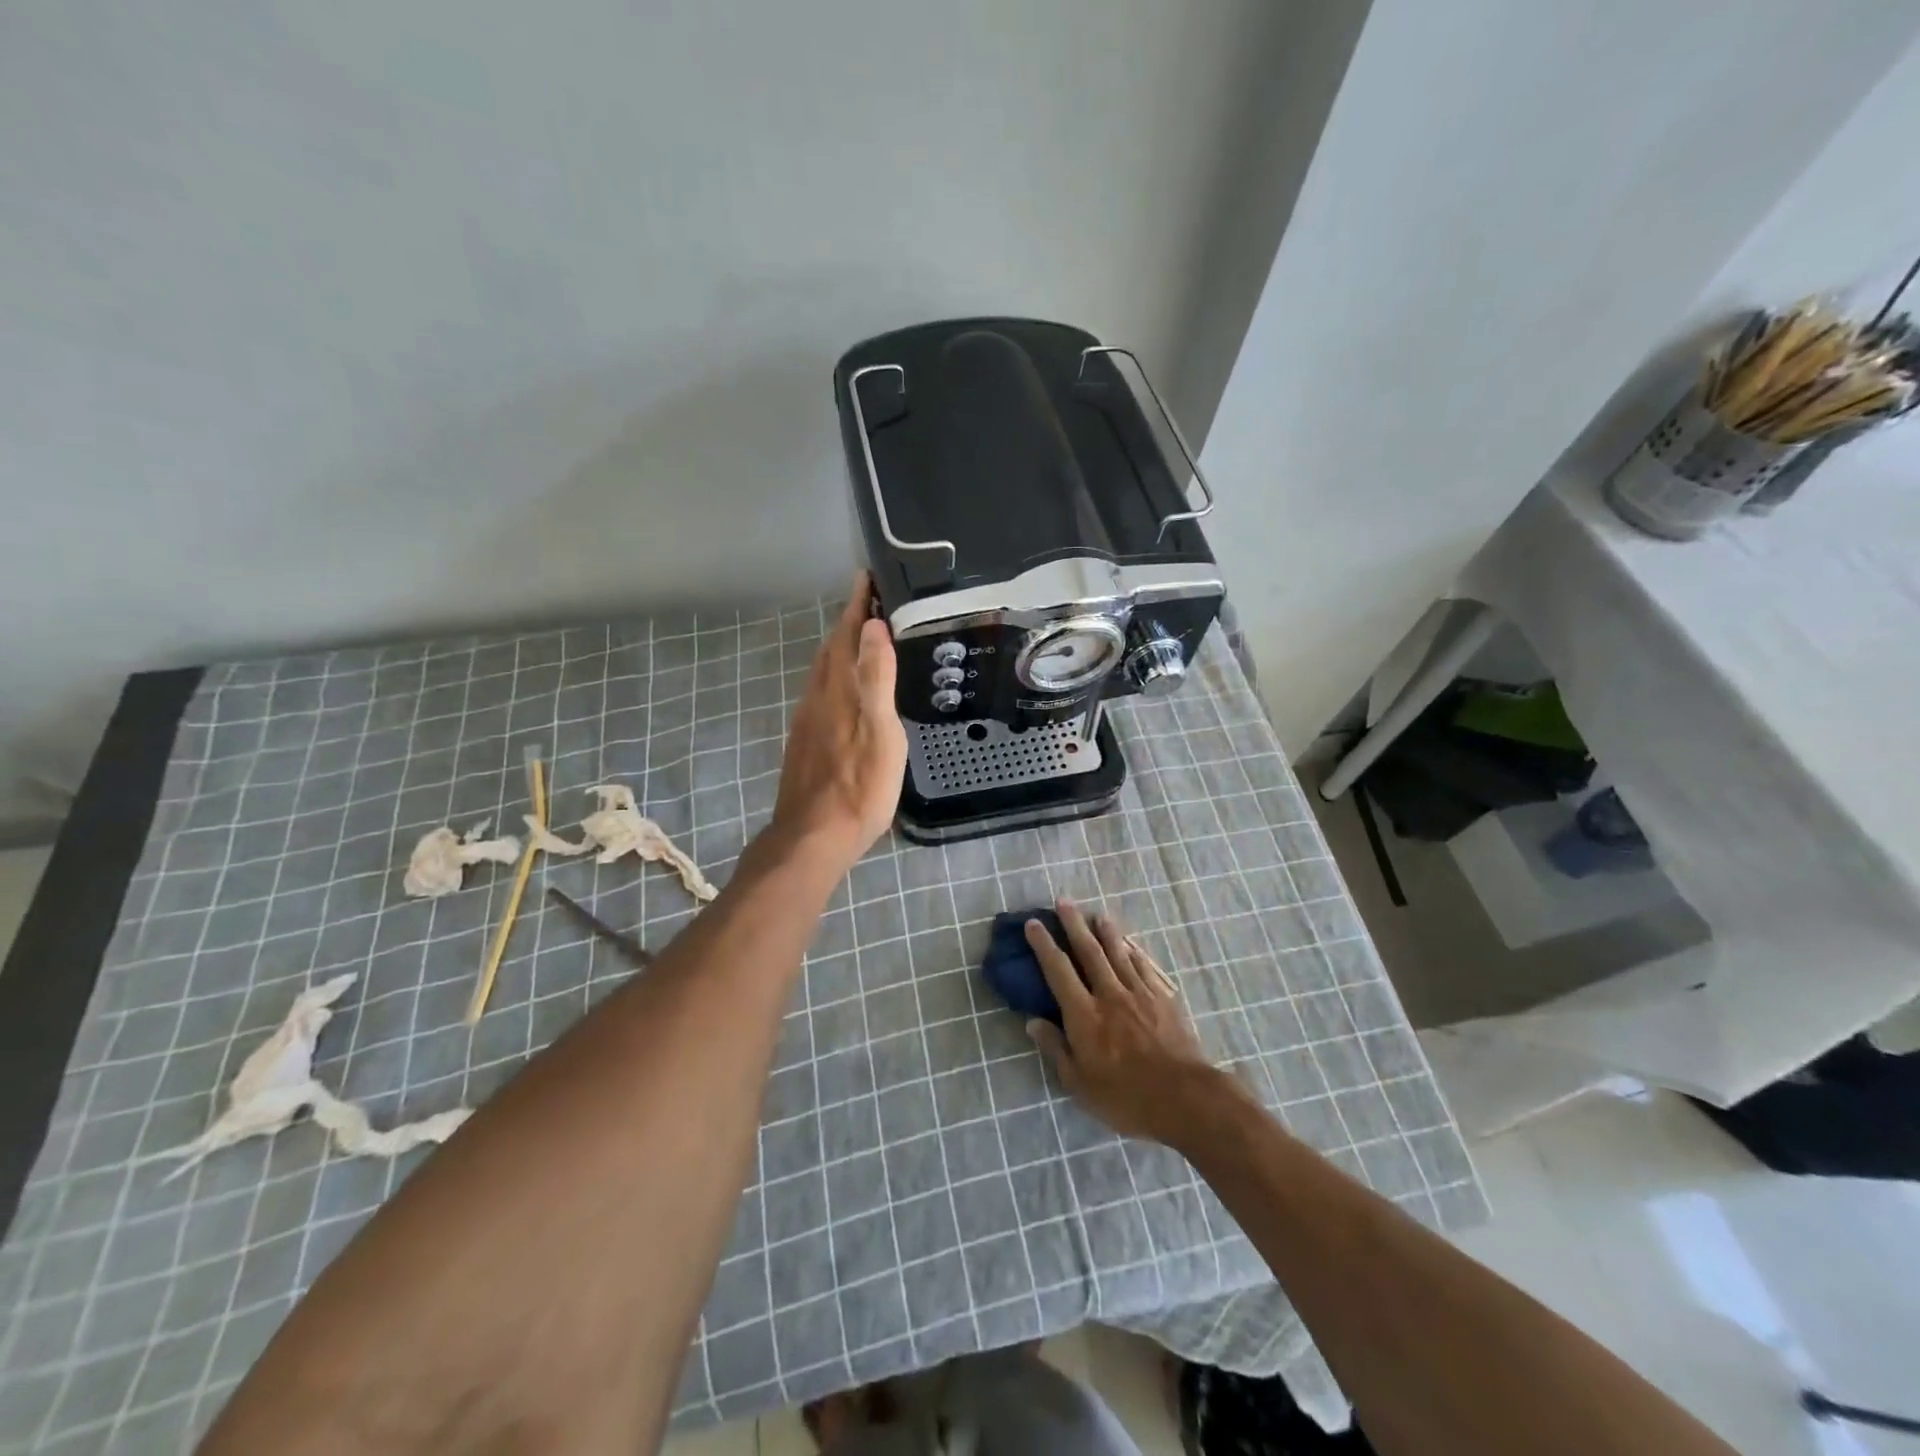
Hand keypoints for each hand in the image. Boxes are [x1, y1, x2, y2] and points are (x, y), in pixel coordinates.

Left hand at [769, 572, 906, 877]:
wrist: (814, 836)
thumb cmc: (859, 787)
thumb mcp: (880, 732)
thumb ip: (876, 679)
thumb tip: (872, 626)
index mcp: (838, 691)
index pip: (846, 635)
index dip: (856, 605)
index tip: (866, 576)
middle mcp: (817, 699)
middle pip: (831, 650)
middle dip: (848, 622)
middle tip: (868, 601)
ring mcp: (808, 721)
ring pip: (823, 672)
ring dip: (840, 648)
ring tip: (860, 637)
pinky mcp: (806, 742)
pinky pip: (820, 693)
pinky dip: (835, 675)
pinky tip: (844, 689)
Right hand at [1024, 900, 1223, 1144]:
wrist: (1184, 1098)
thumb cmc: (1125, 1098)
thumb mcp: (1079, 1083)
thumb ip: (1056, 1049)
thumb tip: (1032, 1022)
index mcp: (1084, 1014)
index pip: (1058, 971)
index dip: (1044, 945)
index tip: (1033, 923)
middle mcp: (1109, 994)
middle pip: (1088, 951)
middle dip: (1074, 924)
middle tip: (1064, 901)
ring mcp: (1139, 993)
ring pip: (1119, 953)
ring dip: (1106, 932)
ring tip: (1098, 914)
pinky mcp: (1163, 999)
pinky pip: (1144, 968)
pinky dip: (1134, 953)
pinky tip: (1131, 946)